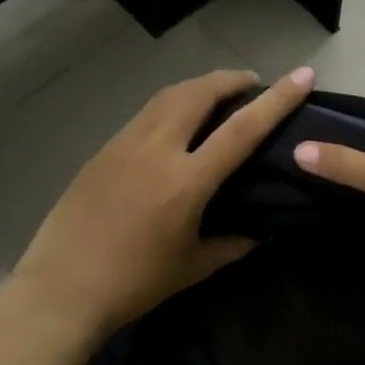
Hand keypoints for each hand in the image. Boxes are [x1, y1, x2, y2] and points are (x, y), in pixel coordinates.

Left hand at [10, 66, 315, 339]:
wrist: (62, 288)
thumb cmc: (134, 284)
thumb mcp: (193, 268)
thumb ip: (233, 245)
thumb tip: (263, 233)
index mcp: (186, 182)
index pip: (242, 129)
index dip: (277, 100)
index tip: (302, 76)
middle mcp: (156, 150)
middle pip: (199, 92)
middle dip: (231, 79)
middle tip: (252, 83)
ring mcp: (124, 145)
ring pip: (167, 96)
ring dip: (199, 86)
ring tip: (218, 94)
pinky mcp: (103, 150)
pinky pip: (145, 114)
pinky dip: (171, 105)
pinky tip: (177, 122)